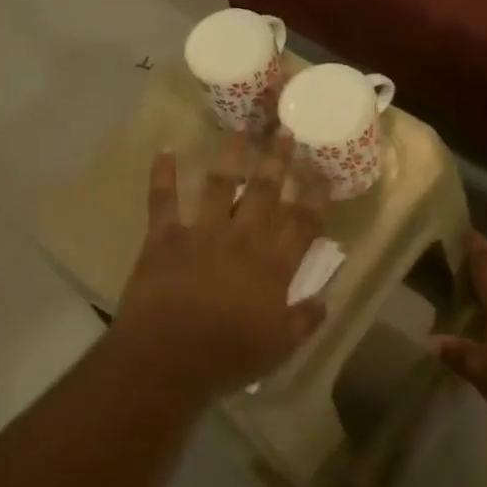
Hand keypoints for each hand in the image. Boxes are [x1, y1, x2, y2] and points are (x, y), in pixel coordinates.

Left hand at [111, 132, 330, 399]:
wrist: (168, 357)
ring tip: (240, 128)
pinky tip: (164, 150)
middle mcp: (242, 238)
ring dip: (231, 155)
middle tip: (286, 131)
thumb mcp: (280, 346)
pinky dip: (162, 175)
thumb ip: (305, 320)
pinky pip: (163, 199)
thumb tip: (324, 300)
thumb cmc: (228, 355)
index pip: (302, 222)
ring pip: (219, 184)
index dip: (315, 196)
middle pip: (265, 191)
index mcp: (273, 264)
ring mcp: (202, 232)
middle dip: (277, 160)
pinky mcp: (165, 237)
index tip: (323, 173)